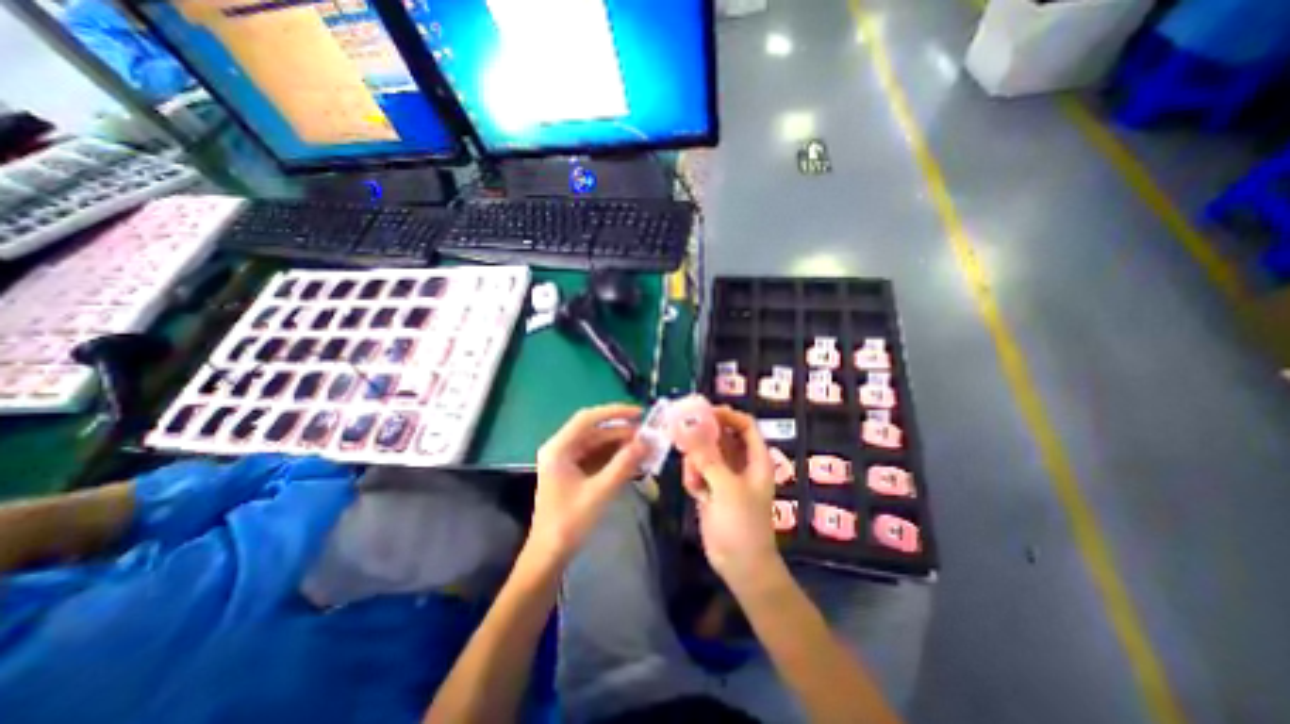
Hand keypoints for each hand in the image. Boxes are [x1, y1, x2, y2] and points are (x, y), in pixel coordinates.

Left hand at [527, 404, 643, 562]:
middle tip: (649, 435)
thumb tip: (646, 441)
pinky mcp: (574, 473)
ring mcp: (567, 461)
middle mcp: (561, 449)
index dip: (614, 412)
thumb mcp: (600, 491)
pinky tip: (634, 461)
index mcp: (559, 448)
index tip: (639, 413)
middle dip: (622, 432)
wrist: (549, 557)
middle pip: (595, 431)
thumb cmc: (569, 523)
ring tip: (646, 448)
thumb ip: (624, 464)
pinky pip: (598, 458)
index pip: (588, 418)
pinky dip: (615, 458)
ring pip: (598, 444)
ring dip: (621, 445)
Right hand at [678, 411, 780, 585]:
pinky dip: (693, 477)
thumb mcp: (727, 488)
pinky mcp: (711, 488)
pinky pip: (698, 470)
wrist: (740, 566)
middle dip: (703, 438)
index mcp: (756, 459)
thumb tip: (691, 430)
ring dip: (696, 462)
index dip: (727, 416)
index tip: (704, 413)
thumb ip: (708, 458)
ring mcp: (725, 475)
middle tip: (684, 436)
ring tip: (695, 480)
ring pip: (705, 453)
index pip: (745, 425)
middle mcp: (741, 463)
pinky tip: (695, 493)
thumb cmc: (742, 524)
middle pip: (721, 436)